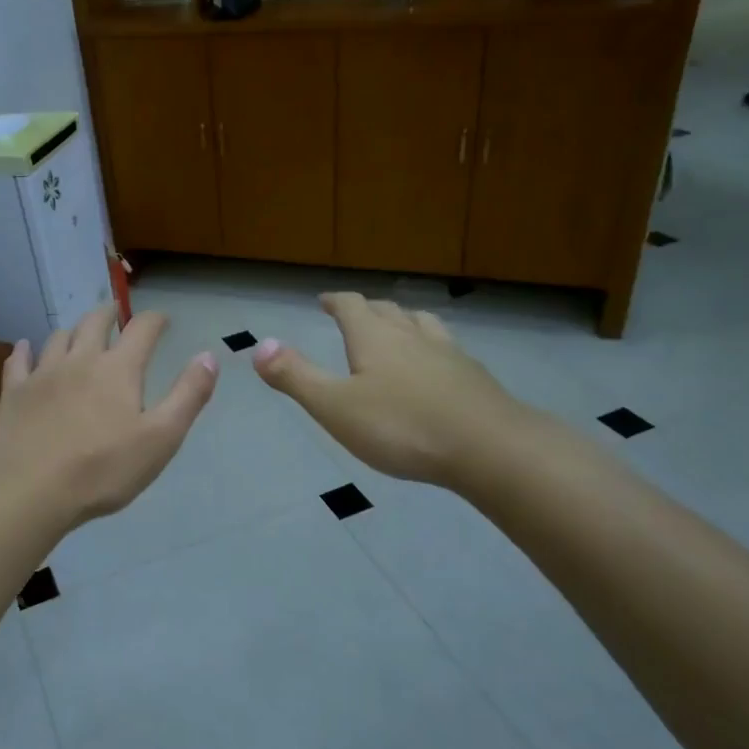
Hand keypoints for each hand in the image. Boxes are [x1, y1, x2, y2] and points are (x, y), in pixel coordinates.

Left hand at [0, 305, 217, 531]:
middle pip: (95, 322)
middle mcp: (80, 360)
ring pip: (59, 337)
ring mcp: (42, 374)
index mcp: (118, 369)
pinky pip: (19, 360)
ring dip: (73, 330)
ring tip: (79, 333)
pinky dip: (25, 350)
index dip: (155, 320)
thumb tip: (208, 355)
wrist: (30, 490)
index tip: (163, 320)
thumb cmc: (103, 469)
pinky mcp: (14, 393)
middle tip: (117, 315)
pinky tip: (25, 348)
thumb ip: (188, 395)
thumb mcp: (161, 438)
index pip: (142, 329)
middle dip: (110, 315)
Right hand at [253, 293, 528, 491]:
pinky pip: (446, 349)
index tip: (324, 300)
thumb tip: (259, 345)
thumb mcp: (335, 406)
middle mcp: (411, 335)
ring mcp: (448, 353)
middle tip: (354, 314)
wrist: (489, 448)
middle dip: (366, 309)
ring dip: (403, 321)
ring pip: (421, 324)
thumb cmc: (402, 427)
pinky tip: (436, 367)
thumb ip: (296, 376)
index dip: (335, 300)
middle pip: (387, 310)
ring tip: (398, 328)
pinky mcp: (474, 377)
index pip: (351, 305)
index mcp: (374, 337)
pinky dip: (431, 348)